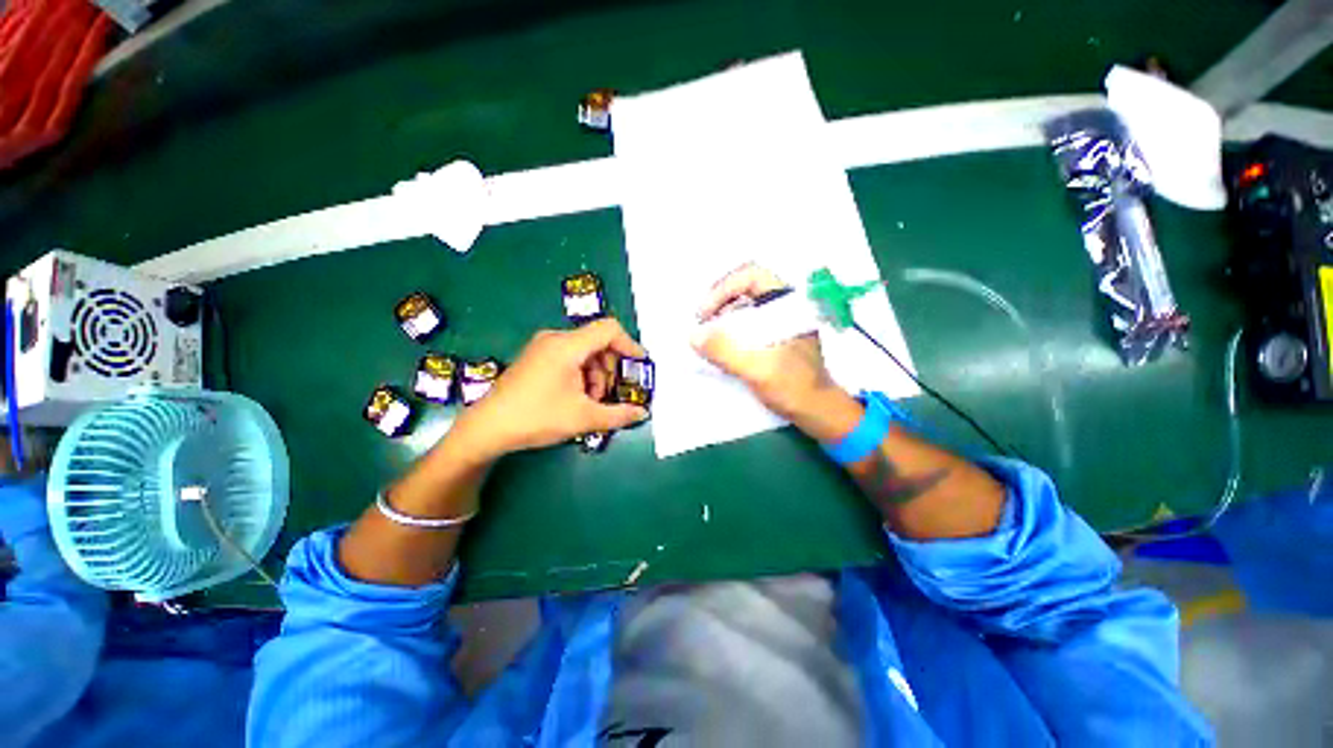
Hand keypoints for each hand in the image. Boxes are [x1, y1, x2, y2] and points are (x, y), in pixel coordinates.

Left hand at [448, 318, 649, 460]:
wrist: (487, 428)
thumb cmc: (537, 418)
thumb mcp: (584, 418)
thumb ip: (618, 414)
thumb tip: (642, 413)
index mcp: (567, 346)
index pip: (609, 329)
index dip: (629, 344)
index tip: (640, 365)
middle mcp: (555, 339)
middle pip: (598, 342)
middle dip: (611, 368)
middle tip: (611, 395)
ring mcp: (543, 347)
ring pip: (585, 352)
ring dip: (596, 375)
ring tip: (592, 402)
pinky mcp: (536, 357)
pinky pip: (570, 357)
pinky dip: (582, 374)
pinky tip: (577, 397)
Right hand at [691, 264, 850, 432]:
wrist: (818, 412)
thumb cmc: (794, 387)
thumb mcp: (758, 369)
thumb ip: (725, 351)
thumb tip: (694, 336)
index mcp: (788, 305)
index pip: (751, 276)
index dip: (723, 289)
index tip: (705, 313)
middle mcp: (784, 307)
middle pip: (745, 288)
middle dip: (719, 302)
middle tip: (701, 323)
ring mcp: (780, 322)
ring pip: (745, 306)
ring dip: (722, 316)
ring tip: (706, 335)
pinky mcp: (775, 337)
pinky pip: (747, 323)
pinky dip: (730, 329)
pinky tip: (719, 346)